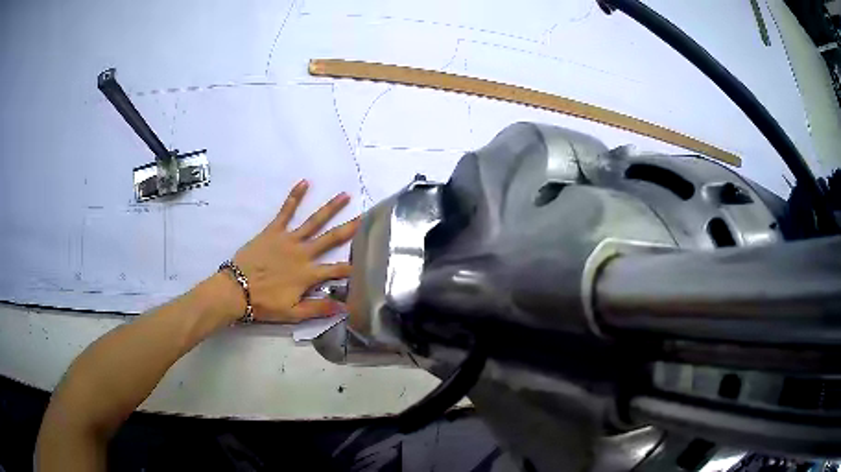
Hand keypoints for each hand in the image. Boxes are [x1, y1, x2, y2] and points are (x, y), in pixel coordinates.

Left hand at [231, 180, 358, 321]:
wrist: (236, 289)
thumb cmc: (264, 303)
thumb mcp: (293, 313)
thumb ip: (318, 308)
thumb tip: (344, 306)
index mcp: (308, 274)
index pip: (336, 270)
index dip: (351, 268)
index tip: (366, 262)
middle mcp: (303, 253)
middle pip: (330, 239)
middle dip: (349, 228)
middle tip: (365, 216)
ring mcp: (288, 239)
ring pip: (313, 221)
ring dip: (330, 208)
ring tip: (344, 195)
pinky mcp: (273, 231)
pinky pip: (286, 211)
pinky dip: (295, 197)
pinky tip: (304, 183)